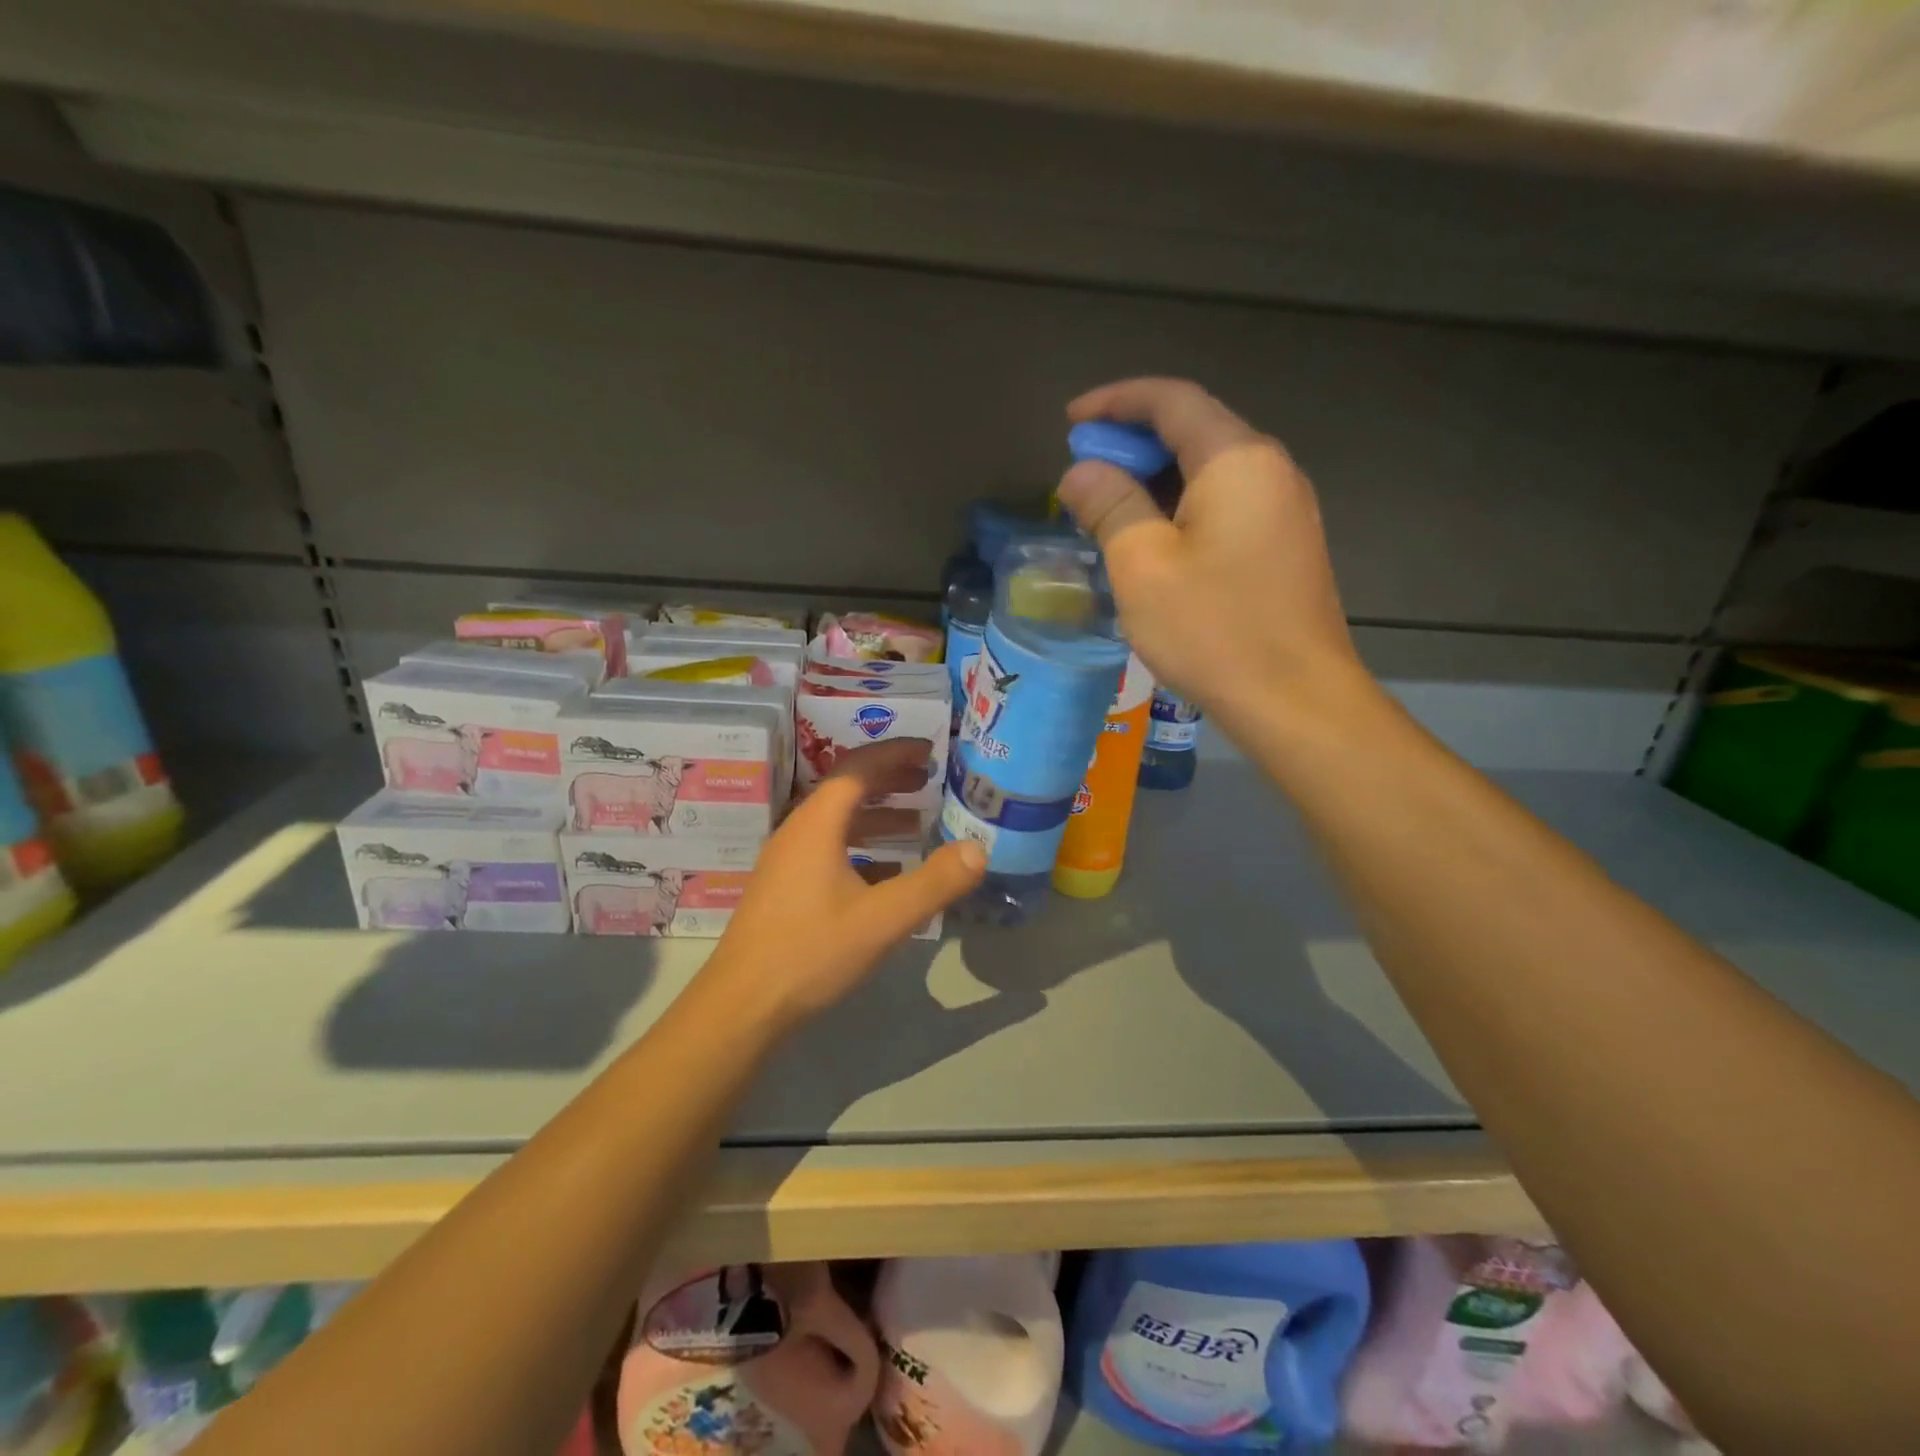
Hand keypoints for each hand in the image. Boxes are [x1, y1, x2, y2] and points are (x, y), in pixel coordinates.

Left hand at [695, 739, 985, 1034]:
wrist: (742, 1007)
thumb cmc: (811, 952)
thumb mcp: (882, 919)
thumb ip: (934, 882)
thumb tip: (979, 849)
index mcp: (817, 824)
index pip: (858, 768)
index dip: (895, 753)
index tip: (930, 748)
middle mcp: (798, 832)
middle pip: (848, 790)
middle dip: (890, 779)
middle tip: (931, 778)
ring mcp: (788, 862)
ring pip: (839, 823)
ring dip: (879, 815)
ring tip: (920, 821)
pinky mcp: (786, 889)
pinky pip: (831, 850)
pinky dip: (865, 847)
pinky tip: (890, 871)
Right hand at [1055, 378, 1366, 732]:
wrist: (1296, 699)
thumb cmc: (1212, 629)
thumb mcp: (1142, 564)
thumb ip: (1109, 505)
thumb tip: (1080, 471)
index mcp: (1236, 459)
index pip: (1172, 400)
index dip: (1116, 402)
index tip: (1072, 422)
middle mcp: (1270, 469)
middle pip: (1193, 430)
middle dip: (1132, 443)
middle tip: (1084, 474)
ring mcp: (1284, 508)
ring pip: (1209, 470)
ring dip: (1155, 479)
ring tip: (1108, 510)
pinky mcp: (1284, 545)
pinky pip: (1225, 504)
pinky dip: (1181, 507)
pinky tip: (1152, 541)